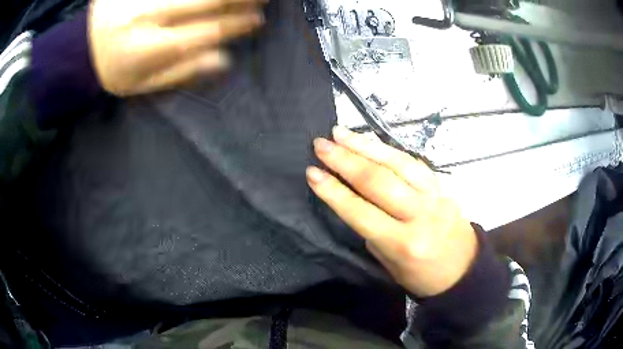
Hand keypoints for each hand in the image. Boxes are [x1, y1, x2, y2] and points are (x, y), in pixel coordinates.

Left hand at [89, 0, 266, 95]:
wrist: (80, 51)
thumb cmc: (114, 71)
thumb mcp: (143, 85)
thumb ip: (181, 72)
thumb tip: (222, 59)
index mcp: (149, 47)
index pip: (205, 31)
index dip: (235, 24)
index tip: (256, 20)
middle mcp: (147, 15)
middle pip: (204, 0)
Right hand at [307, 126, 477, 296]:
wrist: (464, 269)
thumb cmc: (421, 275)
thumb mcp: (389, 262)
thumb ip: (372, 229)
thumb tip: (354, 196)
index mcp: (402, 243)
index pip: (360, 211)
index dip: (333, 191)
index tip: (312, 172)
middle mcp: (419, 215)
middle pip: (378, 181)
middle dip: (345, 160)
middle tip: (321, 144)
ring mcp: (434, 195)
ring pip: (397, 163)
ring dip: (365, 145)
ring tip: (341, 133)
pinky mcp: (442, 184)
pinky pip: (413, 161)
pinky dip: (389, 149)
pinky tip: (371, 141)